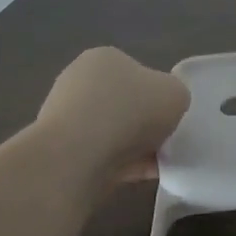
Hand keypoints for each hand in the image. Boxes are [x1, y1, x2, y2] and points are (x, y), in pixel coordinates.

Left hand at [38, 47, 190, 179]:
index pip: (137, 73)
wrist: (77, 157)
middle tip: (165, 141)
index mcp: (104, 58)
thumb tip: (164, 109)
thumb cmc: (130, 111)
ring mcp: (64, 117)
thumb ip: (175, 96)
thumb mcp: (176, 94)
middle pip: (123, 104)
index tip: (168, 116)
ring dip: (133, 147)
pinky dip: (120, 166)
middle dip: (143, 123)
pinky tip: (140, 176)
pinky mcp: (58, 150)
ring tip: (155, 164)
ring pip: (111, 132)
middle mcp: (78, 81)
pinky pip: (99, 156)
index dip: (157, 95)